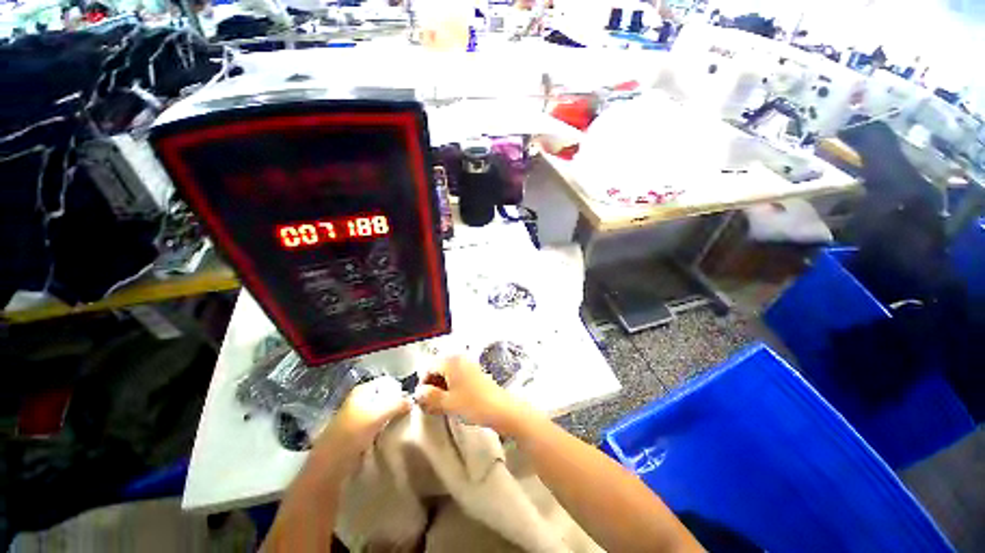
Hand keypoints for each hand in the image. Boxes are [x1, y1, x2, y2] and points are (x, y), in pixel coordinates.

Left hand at [308, 377, 411, 473]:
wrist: (330, 465)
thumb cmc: (353, 433)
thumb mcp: (379, 414)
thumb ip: (398, 403)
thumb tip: (412, 400)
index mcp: (362, 390)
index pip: (388, 382)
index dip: (399, 389)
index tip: (410, 401)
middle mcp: (359, 399)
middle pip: (384, 396)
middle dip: (396, 403)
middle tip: (407, 413)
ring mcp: (356, 416)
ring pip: (380, 410)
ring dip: (390, 417)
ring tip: (400, 424)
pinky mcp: (356, 431)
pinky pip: (376, 423)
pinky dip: (383, 427)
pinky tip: (388, 434)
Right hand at [414, 356, 533, 436]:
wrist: (501, 409)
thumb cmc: (474, 404)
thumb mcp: (447, 403)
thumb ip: (429, 397)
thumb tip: (418, 393)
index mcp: (451, 361)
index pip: (428, 367)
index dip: (422, 383)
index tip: (422, 399)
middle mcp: (459, 358)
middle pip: (438, 368)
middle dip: (432, 385)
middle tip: (430, 403)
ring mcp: (468, 364)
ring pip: (447, 372)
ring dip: (441, 386)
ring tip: (441, 403)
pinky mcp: (475, 372)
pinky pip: (457, 375)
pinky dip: (451, 386)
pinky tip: (453, 400)